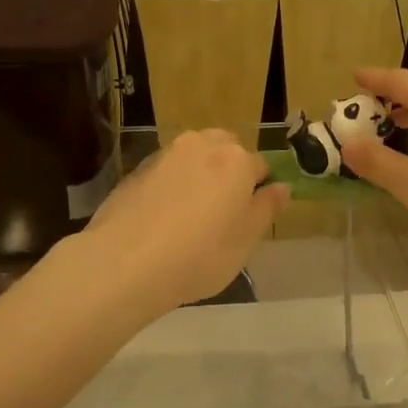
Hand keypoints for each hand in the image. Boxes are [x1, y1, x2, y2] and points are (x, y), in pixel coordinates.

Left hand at [72, 130, 288, 318]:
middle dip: (229, 171)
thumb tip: (281, 187)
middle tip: (222, 211)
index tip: (249, 216)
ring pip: (194, 156)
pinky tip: (164, 217)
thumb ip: (266, 208)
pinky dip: (172, 184)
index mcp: (236, 159)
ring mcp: (165, 154)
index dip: (258, 190)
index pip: (261, 165)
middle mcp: (202, 145)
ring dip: (199, 174)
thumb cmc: (198, 256)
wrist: (125, 262)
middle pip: (225, 149)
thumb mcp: (245, 241)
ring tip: (191, 214)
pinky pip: (167, 171)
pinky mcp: (137, 169)